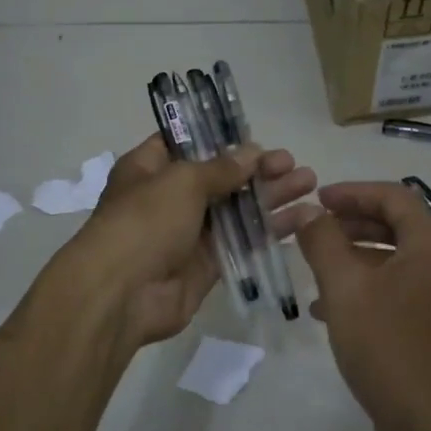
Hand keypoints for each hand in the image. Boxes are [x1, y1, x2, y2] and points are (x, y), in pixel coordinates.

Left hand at [62, 135, 315, 350]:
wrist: (121, 295)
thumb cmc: (144, 222)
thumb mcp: (181, 181)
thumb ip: (220, 167)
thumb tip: (252, 152)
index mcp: (150, 168)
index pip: (186, 143)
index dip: (220, 138)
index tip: (255, 135)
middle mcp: (168, 197)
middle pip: (220, 176)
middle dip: (257, 169)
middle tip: (293, 164)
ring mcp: (188, 232)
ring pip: (236, 209)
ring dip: (271, 196)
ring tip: (309, 184)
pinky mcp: (206, 264)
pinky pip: (242, 242)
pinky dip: (269, 231)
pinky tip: (300, 220)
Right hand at [292, 182, 430, 430]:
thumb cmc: (388, 345)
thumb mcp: (345, 287)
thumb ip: (322, 242)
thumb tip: (304, 212)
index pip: (392, 196)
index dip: (352, 192)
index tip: (316, 199)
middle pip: (394, 225)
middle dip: (350, 224)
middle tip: (311, 230)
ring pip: (392, 260)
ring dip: (352, 257)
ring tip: (312, 269)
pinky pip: (396, 290)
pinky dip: (364, 288)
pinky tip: (327, 309)